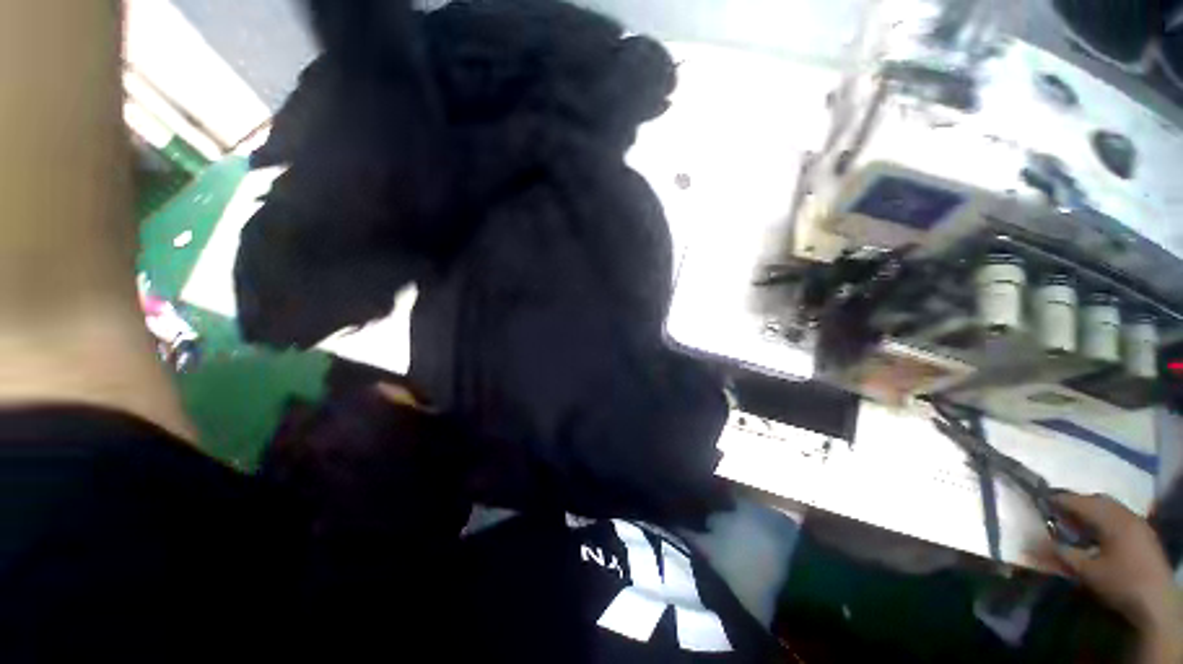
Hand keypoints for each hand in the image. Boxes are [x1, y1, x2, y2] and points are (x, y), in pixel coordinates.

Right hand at [1047, 494, 1181, 657]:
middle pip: (1098, 500)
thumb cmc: (1119, 583)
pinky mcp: (1144, 533)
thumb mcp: (1086, 572)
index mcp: (1111, 519)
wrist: (1156, 602)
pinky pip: (1121, 516)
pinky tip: (1100, 531)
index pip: (1080, 502)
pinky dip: (1105, 517)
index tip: (1041, 498)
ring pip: (1111, 507)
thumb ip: (1062, 554)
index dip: (1060, 499)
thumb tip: (1035, 541)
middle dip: (1078, 502)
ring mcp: (1139, 523)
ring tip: (1076, 519)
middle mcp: (1126, 514)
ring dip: (1092, 509)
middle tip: (1058, 508)